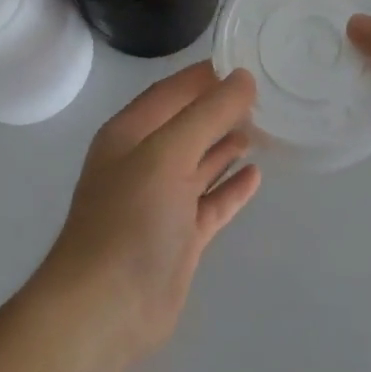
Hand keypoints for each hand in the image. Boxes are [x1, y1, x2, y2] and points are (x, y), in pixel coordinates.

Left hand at [32, 63, 262, 359]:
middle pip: (188, 124)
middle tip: (264, 95)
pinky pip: (210, 202)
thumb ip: (207, 115)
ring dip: (227, 145)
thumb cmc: (131, 218)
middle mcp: (144, 161)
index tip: (243, 62)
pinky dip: (230, 188)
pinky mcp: (179, 237)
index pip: (172, 91)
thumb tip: (242, 78)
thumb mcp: (168, 154)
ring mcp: (161, 201)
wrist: (106, 309)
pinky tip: (256, 175)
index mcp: (130, 133)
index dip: (205, 76)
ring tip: (264, 127)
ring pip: (199, 162)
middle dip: (220, 109)